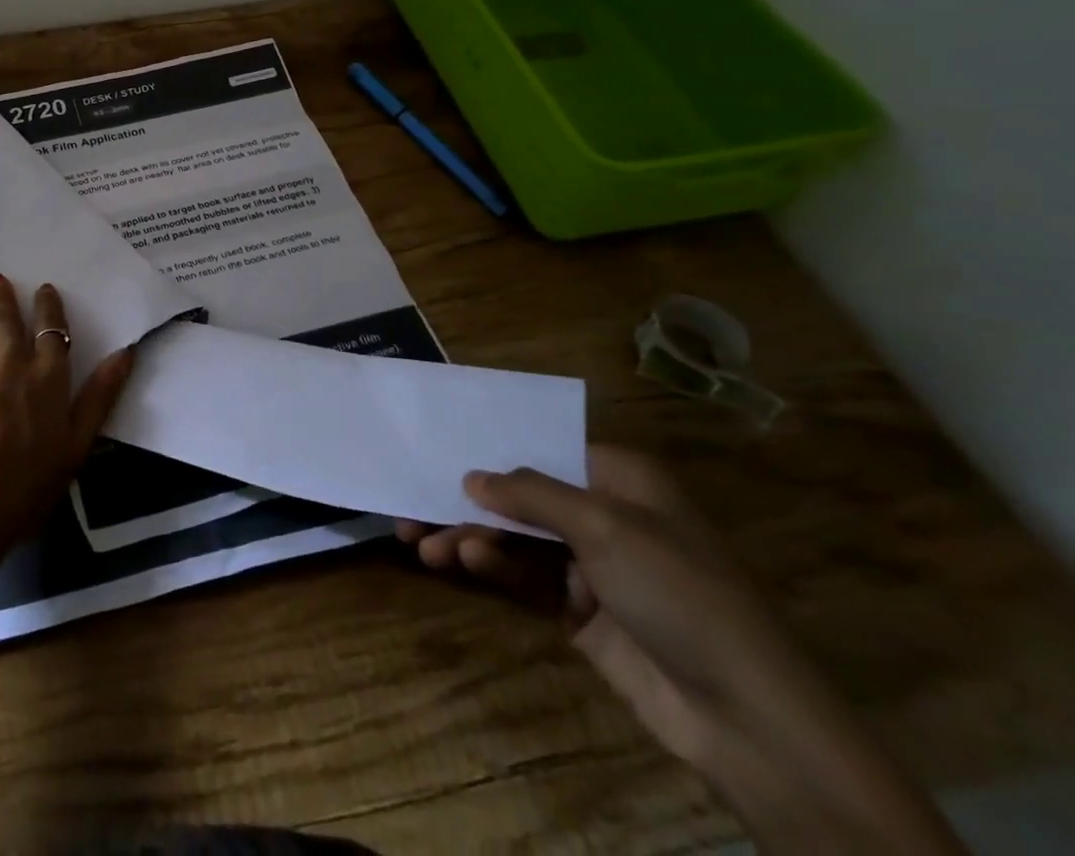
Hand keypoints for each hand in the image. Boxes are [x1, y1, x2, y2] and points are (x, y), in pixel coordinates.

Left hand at [0, 273, 132, 571]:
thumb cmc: (21, 489)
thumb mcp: (75, 447)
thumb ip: (100, 396)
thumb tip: (127, 352)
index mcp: (45, 372)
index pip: (51, 326)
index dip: (48, 305)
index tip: (44, 289)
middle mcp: (5, 356)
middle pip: (5, 315)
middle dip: (2, 295)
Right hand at [398, 448, 964, 852]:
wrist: (745, 717)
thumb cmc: (677, 591)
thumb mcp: (602, 526)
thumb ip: (529, 494)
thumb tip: (471, 477)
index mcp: (618, 477)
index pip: (541, 444)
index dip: (490, 443)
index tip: (437, 439)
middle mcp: (602, 513)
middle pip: (519, 494)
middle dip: (466, 499)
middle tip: (411, 501)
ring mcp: (590, 564)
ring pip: (512, 536)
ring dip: (468, 535)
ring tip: (422, 541)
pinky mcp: (578, 610)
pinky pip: (522, 576)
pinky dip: (489, 566)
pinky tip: (459, 561)